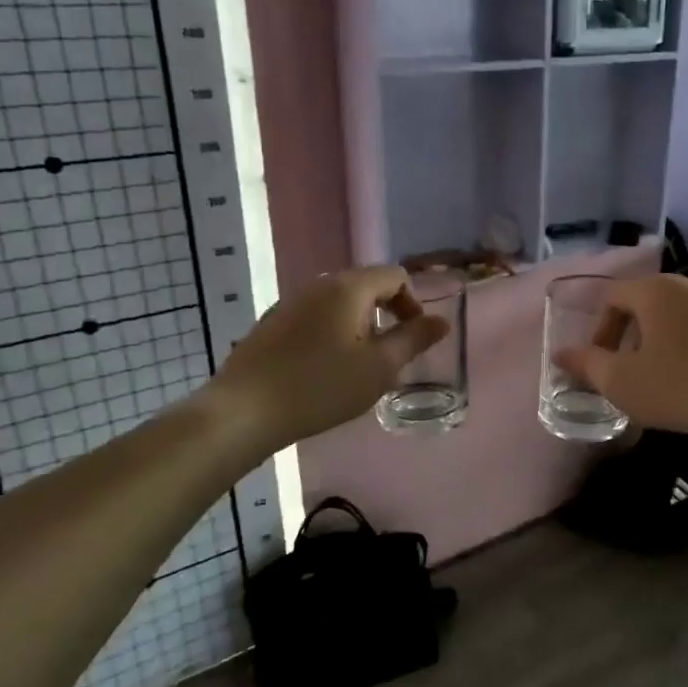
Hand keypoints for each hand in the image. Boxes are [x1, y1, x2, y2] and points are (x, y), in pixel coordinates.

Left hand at [208, 267, 448, 457]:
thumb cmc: (321, 386)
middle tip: (391, 355)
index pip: (395, 276)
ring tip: (360, 367)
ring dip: (360, 327)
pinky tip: (325, 371)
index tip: (414, 339)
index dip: (413, 304)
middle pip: (366, 286)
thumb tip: (442, 321)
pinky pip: (316, 319)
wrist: (245, 410)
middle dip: (387, 315)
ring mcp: (291, 303)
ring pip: (339, 304)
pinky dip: (333, 335)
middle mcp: (318, 285)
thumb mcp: (379, 367)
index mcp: (348, 288)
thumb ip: (414, 340)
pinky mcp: (272, 325)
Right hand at [553, 275, 687, 447]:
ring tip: (653, 378)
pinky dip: (681, 346)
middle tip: (622, 372)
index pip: (612, 297)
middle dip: (625, 336)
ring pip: (670, 315)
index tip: (600, 365)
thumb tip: (560, 354)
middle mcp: (687, 284)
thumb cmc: (681, 387)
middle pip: (642, 302)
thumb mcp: (622, 382)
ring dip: (653, 342)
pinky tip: (687, 379)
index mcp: (654, 290)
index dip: (598, 330)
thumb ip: (586, 364)